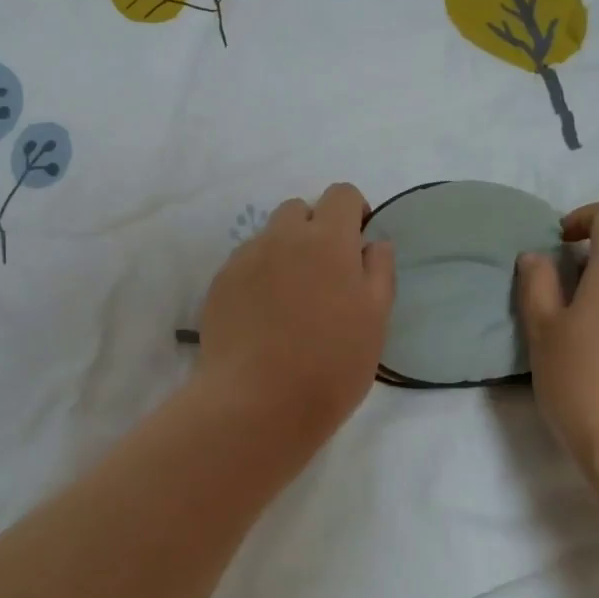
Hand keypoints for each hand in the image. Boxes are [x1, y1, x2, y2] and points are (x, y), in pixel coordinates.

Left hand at [195, 183, 394, 450]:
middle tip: (324, 276)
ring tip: (290, 301)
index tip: (357, 246)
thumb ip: (379, 271)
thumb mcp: (375, 320)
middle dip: (315, 229)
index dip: (354, 212)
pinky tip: (263, 317)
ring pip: (269, 237)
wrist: (257, 403)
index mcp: (327, 240)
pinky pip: (244, 264)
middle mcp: (282, 237)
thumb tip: (373, 243)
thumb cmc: (330, 364)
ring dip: (284, 253)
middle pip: (299, 209)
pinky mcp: (219, 284)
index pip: (342, 194)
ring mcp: (245, 259)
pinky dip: (258, 277)